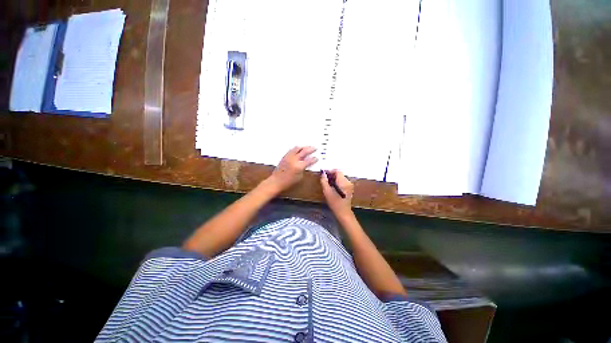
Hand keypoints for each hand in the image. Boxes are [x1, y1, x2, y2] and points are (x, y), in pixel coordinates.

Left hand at [266, 146, 317, 192]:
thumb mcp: (299, 177)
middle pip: (304, 151)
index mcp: (299, 166)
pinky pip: (292, 150)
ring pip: (297, 148)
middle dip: (310, 149)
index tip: (317, 158)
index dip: (314, 159)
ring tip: (307, 147)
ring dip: (303, 147)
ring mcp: (289, 157)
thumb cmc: (288, 182)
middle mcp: (294, 160)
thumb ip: (304, 168)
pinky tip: (299, 149)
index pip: (309, 160)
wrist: (276, 181)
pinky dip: (297, 149)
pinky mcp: (285, 156)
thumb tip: (307, 164)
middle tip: (315, 148)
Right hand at [320, 169, 353, 216]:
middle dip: (331, 174)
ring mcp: (350, 185)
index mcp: (343, 182)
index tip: (323, 174)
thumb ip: (324, 181)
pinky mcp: (349, 188)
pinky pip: (342, 181)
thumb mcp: (327, 192)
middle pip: (339, 173)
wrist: (343, 212)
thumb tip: (322, 173)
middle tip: (324, 179)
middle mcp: (348, 182)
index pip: (337, 171)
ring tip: (327, 183)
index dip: (330, 171)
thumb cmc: (334, 203)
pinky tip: (332, 186)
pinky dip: (337, 181)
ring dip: (334, 178)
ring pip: (341, 177)